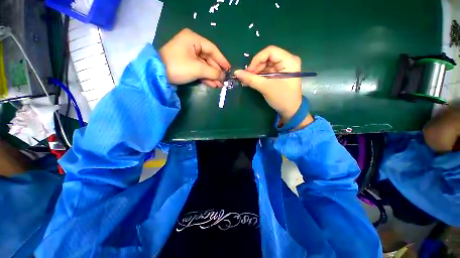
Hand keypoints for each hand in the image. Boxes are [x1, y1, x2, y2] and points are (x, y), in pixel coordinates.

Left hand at [159, 28, 230, 86]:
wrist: (157, 75)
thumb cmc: (179, 67)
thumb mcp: (198, 69)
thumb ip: (213, 72)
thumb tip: (223, 76)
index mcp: (193, 39)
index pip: (212, 49)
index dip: (222, 60)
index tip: (229, 69)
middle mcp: (191, 45)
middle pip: (209, 58)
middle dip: (216, 71)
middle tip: (224, 80)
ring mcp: (188, 55)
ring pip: (204, 66)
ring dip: (212, 76)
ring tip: (220, 85)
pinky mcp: (186, 64)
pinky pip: (199, 70)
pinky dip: (205, 77)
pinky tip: (213, 84)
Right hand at [234, 46, 312, 127]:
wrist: (290, 111)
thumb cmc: (281, 98)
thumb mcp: (265, 88)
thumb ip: (250, 79)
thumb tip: (236, 72)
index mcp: (289, 60)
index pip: (270, 51)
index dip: (257, 59)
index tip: (248, 71)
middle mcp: (287, 61)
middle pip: (267, 57)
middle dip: (256, 67)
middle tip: (247, 77)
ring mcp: (283, 68)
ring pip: (265, 65)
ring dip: (256, 72)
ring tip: (248, 81)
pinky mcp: (279, 75)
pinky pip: (267, 71)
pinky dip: (259, 76)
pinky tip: (253, 81)